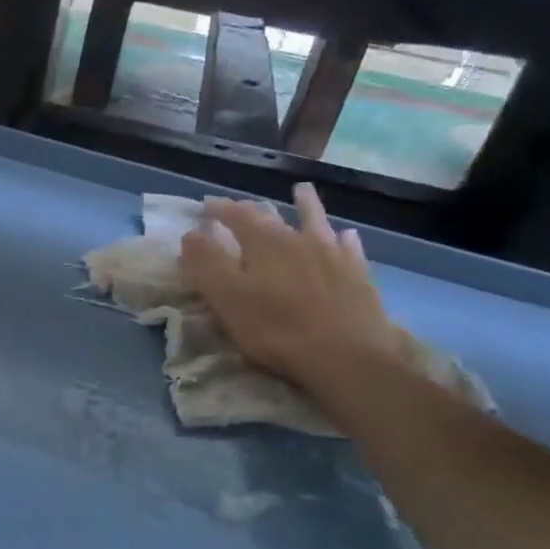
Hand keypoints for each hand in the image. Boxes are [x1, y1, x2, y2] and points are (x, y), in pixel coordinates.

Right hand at [179, 183, 403, 397]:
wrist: (348, 356)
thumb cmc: (277, 330)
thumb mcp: (228, 299)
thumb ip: (206, 264)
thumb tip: (191, 234)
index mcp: (264, 244)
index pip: (237, 216)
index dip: (219, 209)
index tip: (205, 206)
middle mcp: (299, 240)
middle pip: (273, 218)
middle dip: (254, 210)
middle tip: (241, 207)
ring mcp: (333, 256)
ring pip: (316, 223)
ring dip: (306, 206)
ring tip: (302, 192)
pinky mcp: (358, 276)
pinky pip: (349, 249)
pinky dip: (343, 239)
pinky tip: (346, 236)